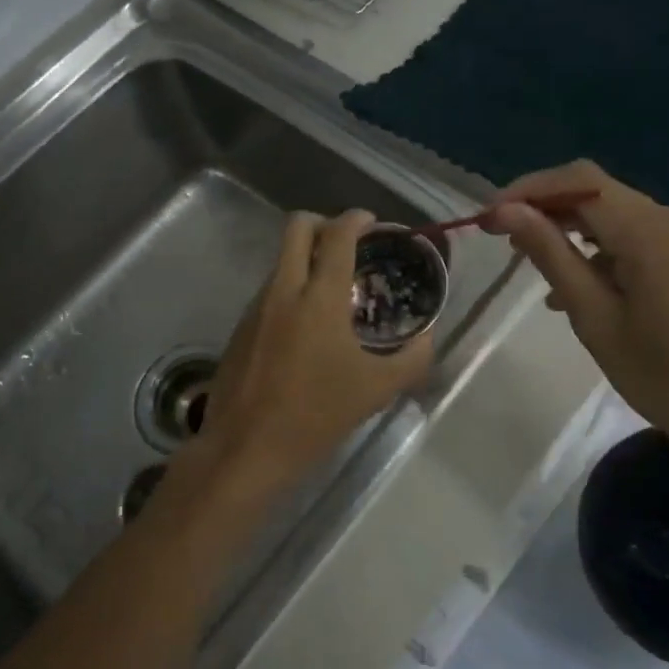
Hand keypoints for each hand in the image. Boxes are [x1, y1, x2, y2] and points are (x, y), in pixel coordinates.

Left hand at [183, 209, 432, 504]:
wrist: (246, 449)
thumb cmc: (317, 416)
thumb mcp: (377, 390)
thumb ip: (412, 357)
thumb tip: (428, 336)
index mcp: (319, 297)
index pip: (337, 234)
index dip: (357, 219)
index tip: (373, 224)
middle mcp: (283, 290)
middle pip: (297, 226)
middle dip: (324, 223)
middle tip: (348, 245)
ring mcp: (256, 307)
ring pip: (281, 259)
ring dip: (306, 259)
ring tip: (332, 291)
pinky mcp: (240, 327)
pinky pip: (269, 289)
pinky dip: (290, 289)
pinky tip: (306, 326)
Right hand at [485, 162, 668, 464]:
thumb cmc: (660, 376)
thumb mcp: (593, 316)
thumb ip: (550, 254)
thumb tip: (507, 212)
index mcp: (654, 232)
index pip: (581, 183)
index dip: (530, 189)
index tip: (492, 215)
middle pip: (601, 195)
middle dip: (549, 210)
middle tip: (506, 240)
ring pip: (620, 216)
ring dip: (576, 233)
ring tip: (539, 271)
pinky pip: (644, 237)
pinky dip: (608, 251)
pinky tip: (584, 286)